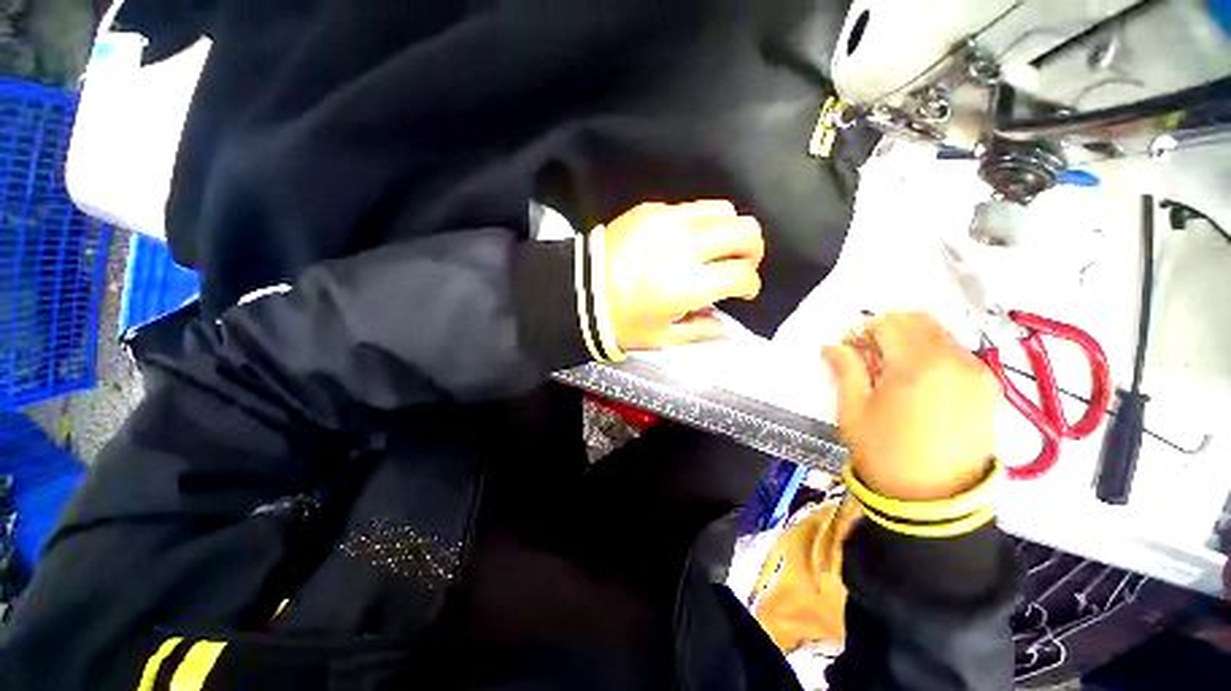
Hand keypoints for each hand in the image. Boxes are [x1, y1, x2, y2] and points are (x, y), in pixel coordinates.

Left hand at [604, 200, 763, 350]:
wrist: (578, 291)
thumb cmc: (620, 321)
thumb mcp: (662, 337)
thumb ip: (701, 332)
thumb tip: (728, 329)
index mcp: (688, 285)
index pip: (742, 275)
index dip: (750, 286)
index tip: (743, 292)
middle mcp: (684, 246)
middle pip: (746, 231)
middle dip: (753, 251)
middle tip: (739, 266)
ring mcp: (667, 221)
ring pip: (724, 210)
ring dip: (730, 231)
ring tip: (717, 249)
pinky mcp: (651, 209)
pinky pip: (692, 207)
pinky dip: (701, 224)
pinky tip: (686, 241)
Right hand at [822, 313, 998, 501]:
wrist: (935, 500)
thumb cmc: (885, 453)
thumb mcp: (854, 410)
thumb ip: (846, 370)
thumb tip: (832, 346)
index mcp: (918, 367)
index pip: (889, 324)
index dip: (864, 330)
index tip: (851, 346)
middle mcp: (955, 361)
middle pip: (919, 322)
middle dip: (890, 329)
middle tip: (871, 353)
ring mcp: (979, 374)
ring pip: (940, 335)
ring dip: (912, 341)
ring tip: (894, 370)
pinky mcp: (990, 388)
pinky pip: (957, 354)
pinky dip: (934, 355)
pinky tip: (919, 383)